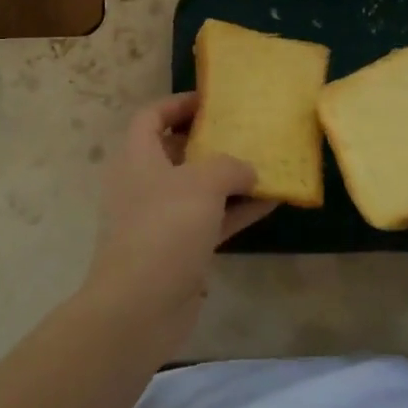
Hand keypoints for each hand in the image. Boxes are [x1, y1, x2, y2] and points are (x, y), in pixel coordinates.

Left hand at [84, 94, 274, 337]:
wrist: (139, 306)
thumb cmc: (165, 228)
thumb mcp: (202, 183)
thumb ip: (230, 166)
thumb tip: (248, 170)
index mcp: (136, 157)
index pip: (151, 116)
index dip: (178, 103)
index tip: (212, 101)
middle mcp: (143, 184)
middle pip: (174, 151)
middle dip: (209, 140)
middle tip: (243, 131)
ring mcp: (159, 219)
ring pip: (196, 188)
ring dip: (228, 177)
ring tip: (265, 164)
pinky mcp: (177, 250)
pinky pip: (210, 220)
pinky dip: (236, 210)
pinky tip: (271, 202)